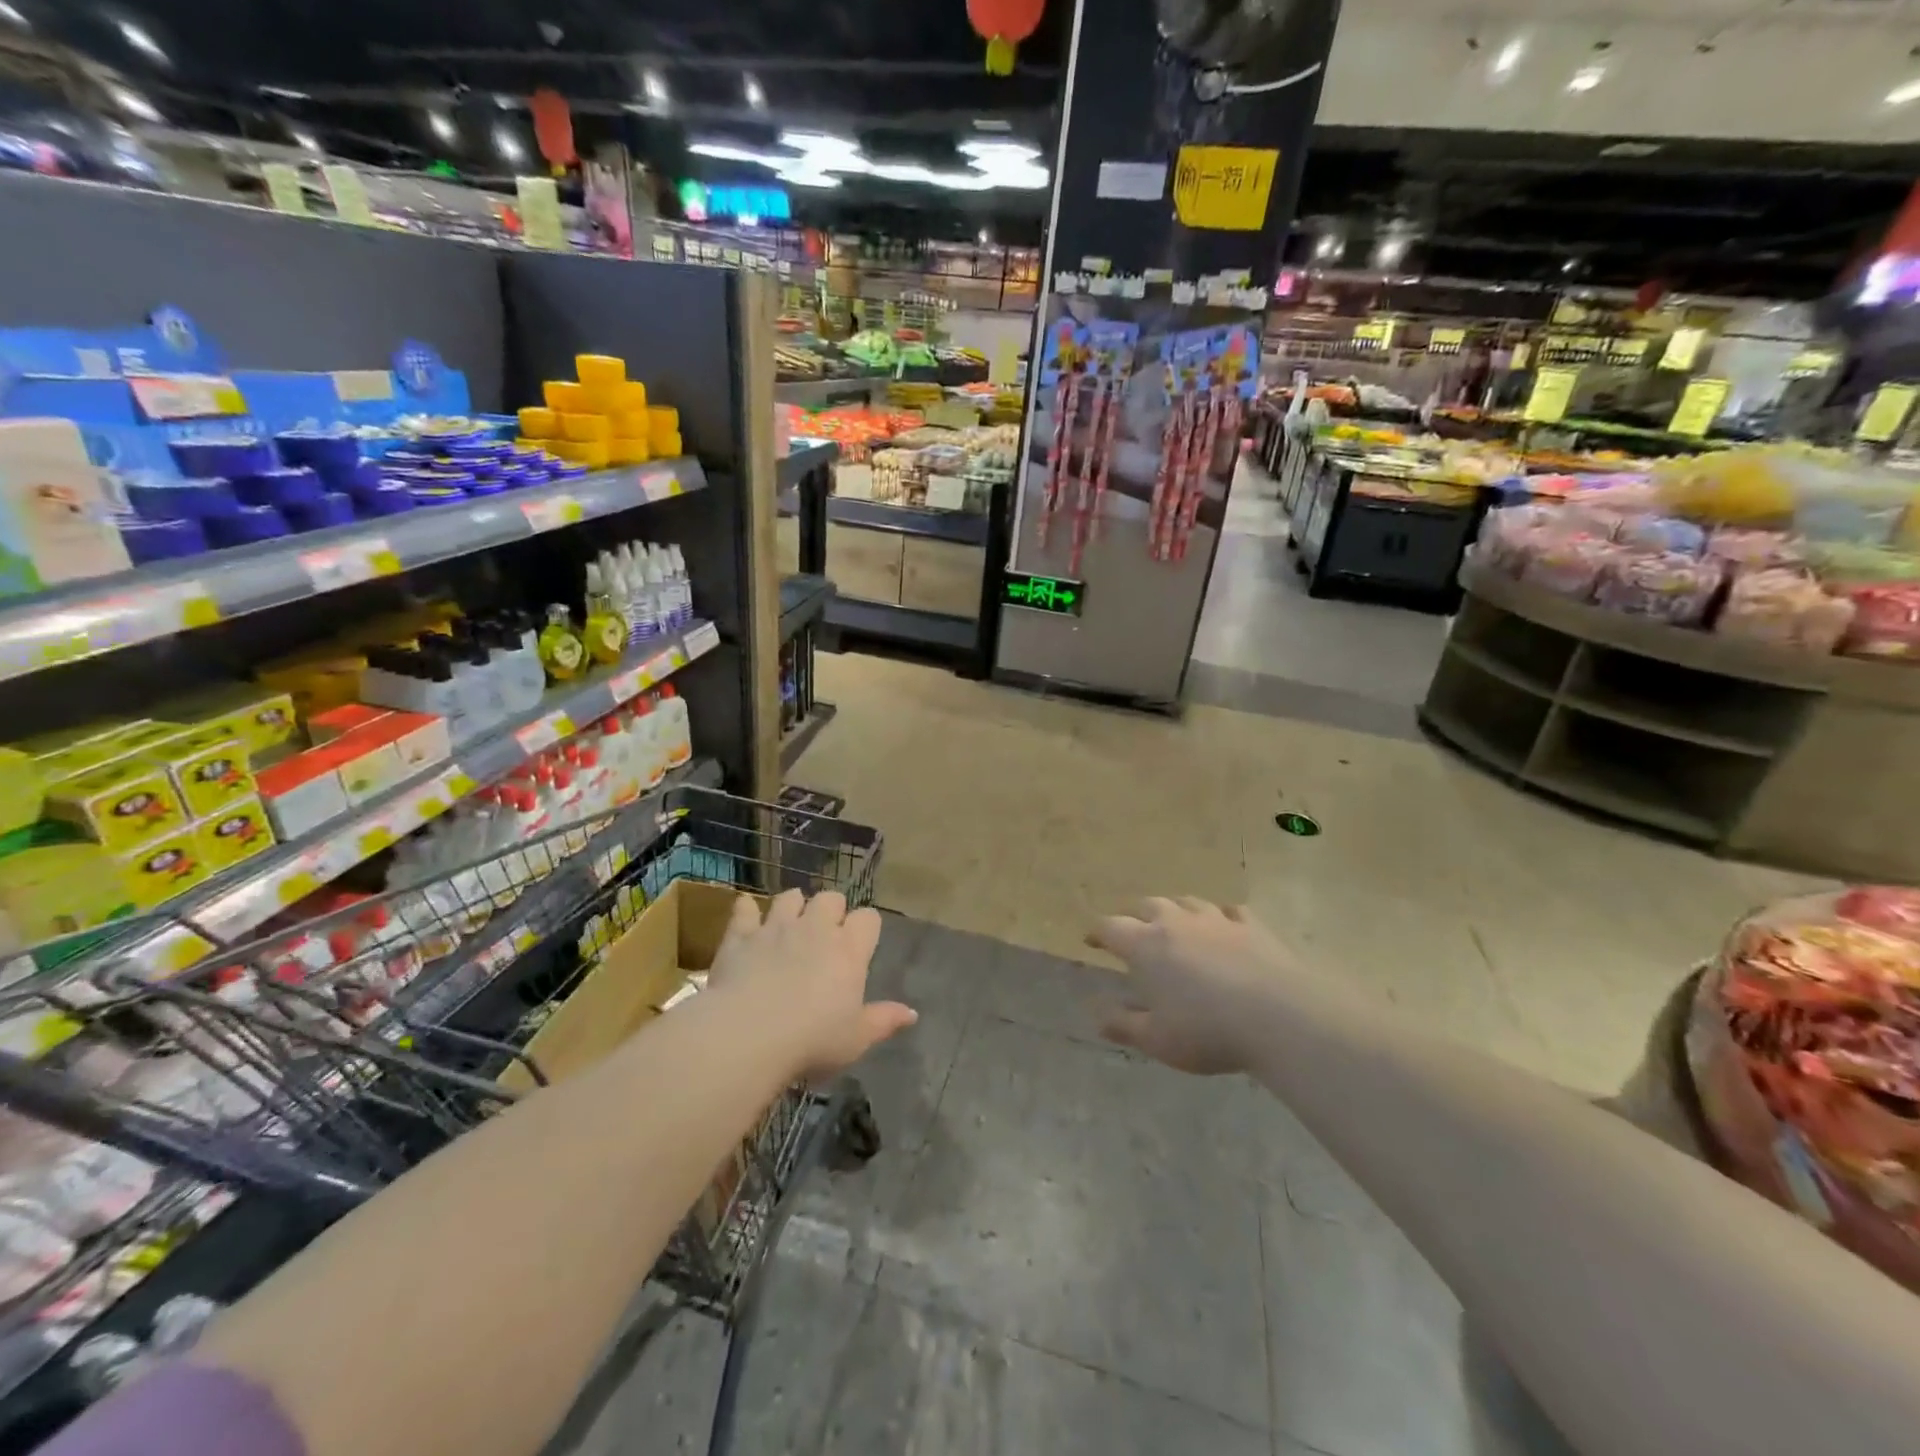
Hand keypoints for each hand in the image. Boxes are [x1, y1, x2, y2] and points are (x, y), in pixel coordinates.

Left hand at [710, 890, 916, 1079]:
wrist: (747, 1035)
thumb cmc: (812, 1041)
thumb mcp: (856, 1039)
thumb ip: (884, 1021)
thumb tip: (911, 1014)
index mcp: (849, 950)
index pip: (868, 918)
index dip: (866, 928)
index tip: (861, 945)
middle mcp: (816, 929)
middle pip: (831, 898)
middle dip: (831, 910)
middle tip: (825, 935)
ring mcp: (777, 928)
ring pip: (790, 897)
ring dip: (793, 905)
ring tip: (791, 923)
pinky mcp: (741, 936)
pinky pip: (744, 910)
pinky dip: (746, 910)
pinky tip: (746, 915)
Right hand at [1087, 897, 1296, 1075]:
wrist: (1280, 1016)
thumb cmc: (1207, 1030)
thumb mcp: (1156, 1039)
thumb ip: (1122, 1024)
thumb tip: (1094, 1011)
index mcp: (1145, 946)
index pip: (1110, 927)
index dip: (1097, 933)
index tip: (1092, 941)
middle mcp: (1176, 922)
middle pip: (1147, 905)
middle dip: (1135, 916)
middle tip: (1134, 933)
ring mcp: (1216, 919)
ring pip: (1187, 902)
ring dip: (1175, 910)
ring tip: (1174, 924)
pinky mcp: (1252, 925)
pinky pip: (1230, 911)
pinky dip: (1221, 917)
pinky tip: (1224, 926)